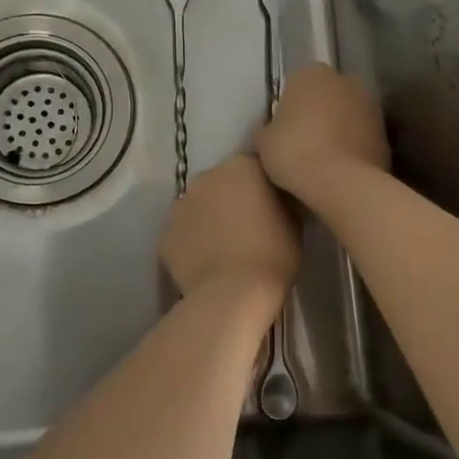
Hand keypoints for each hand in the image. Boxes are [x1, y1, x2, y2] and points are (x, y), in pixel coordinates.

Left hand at [160, 155, 300, 297]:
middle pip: (221, 182)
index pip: (254, 165)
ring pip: (198, 207)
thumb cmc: (273, 255)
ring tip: (225, 247)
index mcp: (241, 166)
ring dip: (209, 219)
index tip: (272, 204)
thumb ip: (281, 200)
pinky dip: (192, 242)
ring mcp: (180, 205)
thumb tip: (275, 198)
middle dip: (232, 198)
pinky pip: (182, 233)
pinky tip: (206, 263)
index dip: (263, 185)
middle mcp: (206, 177)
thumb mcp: (294, 221)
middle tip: (248, 226)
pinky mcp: (164, 234)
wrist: (233, 294)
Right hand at [254, 63, 389, 204]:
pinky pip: (362, 137)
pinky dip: (354, 147)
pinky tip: (340, 170)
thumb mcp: (262, 142)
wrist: (339, 182)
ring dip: (338, 130)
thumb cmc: (293, 152)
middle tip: (302, 143)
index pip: (296, 84)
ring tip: (322, 159)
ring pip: (347, 115)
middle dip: (318, 114)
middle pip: (326, 96)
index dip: (289, 108)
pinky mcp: (387, 133)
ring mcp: (371, 106)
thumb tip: (270, 134)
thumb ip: (267, 130)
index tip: (282, 130)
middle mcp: (345, 81)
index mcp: (311, 74)